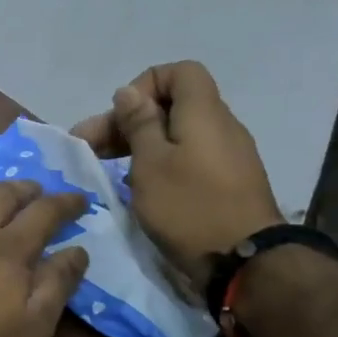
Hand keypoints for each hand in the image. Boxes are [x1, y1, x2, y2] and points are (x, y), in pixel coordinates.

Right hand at [70, 61, 282, 277]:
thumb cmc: (190, 207)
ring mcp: (229, 157)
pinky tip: (143, 190)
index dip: (144, 85)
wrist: (246, 264)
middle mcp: (221, 127)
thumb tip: (128, 92)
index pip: (179, 72)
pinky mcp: (230, 184)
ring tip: (111, 171)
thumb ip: (138, 124)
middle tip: (91, 148)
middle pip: (173, 106)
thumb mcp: (150, 163)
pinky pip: (191, 159)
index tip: (122, 117)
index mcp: (203, 113)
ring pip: (179, 135)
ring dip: (142, 146)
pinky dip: (163, 165)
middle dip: (129, 122)